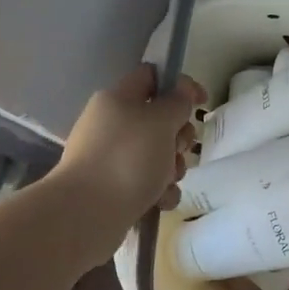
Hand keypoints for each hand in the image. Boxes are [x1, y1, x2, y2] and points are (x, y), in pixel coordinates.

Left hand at [46, 66, 203, 262]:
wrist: (87, 214)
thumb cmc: (128, 158)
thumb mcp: (161, 121)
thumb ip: (177, 102)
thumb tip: (181, 90)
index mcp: (117, 99)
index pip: (151, 76)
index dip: (180, 84)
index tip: (201, 101)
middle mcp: (111, 124)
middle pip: (159, 119)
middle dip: (179, 136)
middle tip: (179, 148)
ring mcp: (111, 158)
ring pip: (157, 154)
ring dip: (173, 167)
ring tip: (167, 181)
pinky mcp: (114, 188)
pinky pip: (147, 182)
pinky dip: (159, 191)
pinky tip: (159, 201)